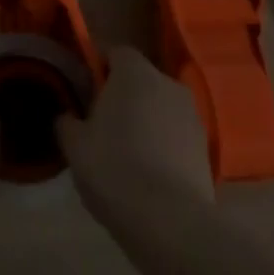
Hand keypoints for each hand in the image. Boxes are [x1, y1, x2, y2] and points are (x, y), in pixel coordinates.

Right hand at [56, 46, 213, 234]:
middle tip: (102, 124)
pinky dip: (164, 145)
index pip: (115, 52)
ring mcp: (192, 115)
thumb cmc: (115, 169)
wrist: (171, 222)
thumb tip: (68, 116)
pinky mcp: (206, 148)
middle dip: (123, 96)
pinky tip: (150, 174)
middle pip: (140, 79)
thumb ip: (67, 122)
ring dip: (146, 121)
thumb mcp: (75, 146)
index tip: (85, 92)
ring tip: (127, 154)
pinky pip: (176, 135)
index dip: (99, 68)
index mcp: (134, 72)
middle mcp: (168, 83)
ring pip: (160, 108)